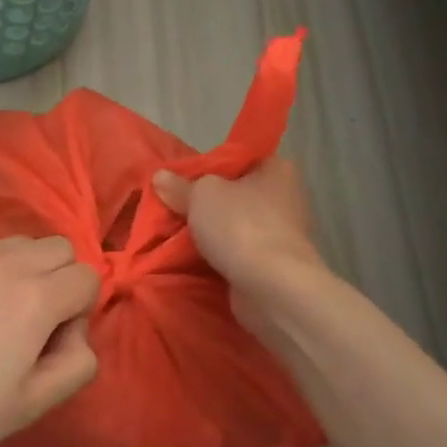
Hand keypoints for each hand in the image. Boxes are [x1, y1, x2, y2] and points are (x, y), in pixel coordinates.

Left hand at [0, 227, 100, 446]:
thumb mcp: (33, 405)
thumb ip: (77, 364)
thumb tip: (73, 332)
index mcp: (37, 298)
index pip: (88, 277)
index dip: (80, 312)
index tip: (52, 344)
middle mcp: (5, 263)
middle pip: (59, 248)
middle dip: (59, 281)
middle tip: (32, 324)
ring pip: (18, 241)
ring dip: (24, 268)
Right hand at [153, 157, 322, 289]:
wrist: (272, 287)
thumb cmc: (241, 226)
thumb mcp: (201, 195)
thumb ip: (179, 185)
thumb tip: (160, 175)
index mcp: (278, 169)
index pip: (239, 159)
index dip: (209, 167)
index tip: (182, 180)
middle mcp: (286, 197)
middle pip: (236, 193)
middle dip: (207, 203)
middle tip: (174, 208)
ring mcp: (283, 233)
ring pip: (236, 225)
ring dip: (212, 231)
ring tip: (177, 235)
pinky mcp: (276, 263)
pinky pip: (239, 251)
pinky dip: (221, 255)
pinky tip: (195, 259)